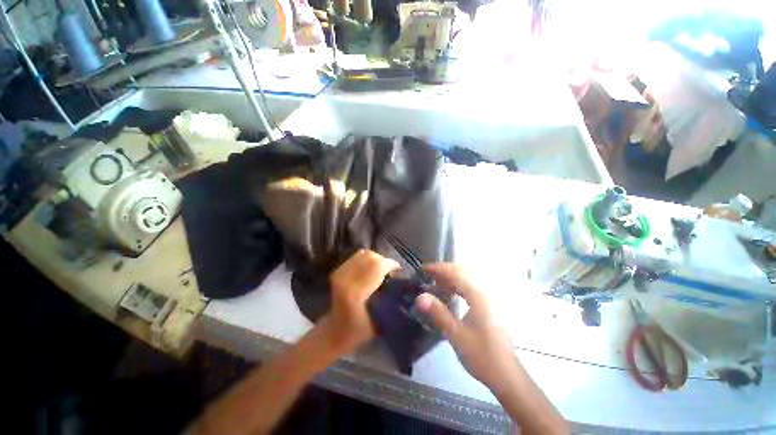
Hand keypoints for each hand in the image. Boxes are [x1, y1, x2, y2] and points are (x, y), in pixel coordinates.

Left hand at [321, 250, 399, 354]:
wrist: (334, 331)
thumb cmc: (358, 331)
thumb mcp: (379, 320)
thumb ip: (390, 298)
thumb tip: (402, 281)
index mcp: (355, 292)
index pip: (377, 266)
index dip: (390, 264)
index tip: (398, 270)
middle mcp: (345, 279)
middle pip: (371, 257)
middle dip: (384, 261)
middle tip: (391, 270)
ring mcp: (339, 273)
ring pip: (364, 254)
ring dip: (376, 259)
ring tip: (382, 269)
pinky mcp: (337, 271)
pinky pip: (356, 257)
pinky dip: (367, 259)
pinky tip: (371, 268)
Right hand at [416, 263, 520, 393]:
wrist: (506, 375)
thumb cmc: (481, 355)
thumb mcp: (456, 335)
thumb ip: (438, 313)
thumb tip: (420, 297)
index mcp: (478, 296)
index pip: (456, 273)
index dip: (438, 269)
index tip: (423, 269)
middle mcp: (486, 292)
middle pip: (463, 271)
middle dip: (444, 271)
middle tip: (428, 275)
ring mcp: (491, 297)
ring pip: (469, 277)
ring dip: (452, 277)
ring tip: (437, 284)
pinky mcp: (491, 304)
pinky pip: (473, 286)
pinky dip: (459, 285)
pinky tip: (452, 292)